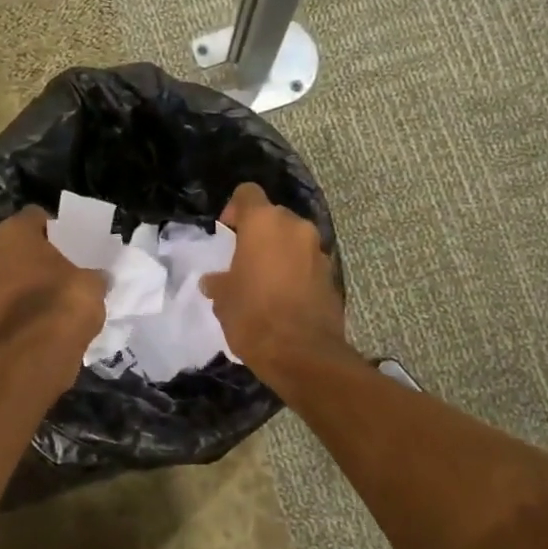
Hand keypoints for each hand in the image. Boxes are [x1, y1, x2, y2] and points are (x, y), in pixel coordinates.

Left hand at [0, 208, 105, 362]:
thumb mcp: (93, 283)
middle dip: (39, 257)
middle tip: (67, 267)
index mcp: (13, 234)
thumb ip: (94, 275)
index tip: (73, 241)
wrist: (34, 355)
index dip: (55, 226)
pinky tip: (51, 318)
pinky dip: (27, 309)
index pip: (34, 216)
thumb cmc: (63, 302)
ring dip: (31, 284)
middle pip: (19, 248)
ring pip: (12, 277)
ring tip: (61, 295)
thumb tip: (98, 278)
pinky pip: (12, 305)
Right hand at [201, 183, 347, 383]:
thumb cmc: (253, 317)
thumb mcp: (224, 300)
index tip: (227, 231)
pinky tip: (283, 298)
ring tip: (264, 282)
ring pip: (293, 241)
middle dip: (259, 233)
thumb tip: (215, 281)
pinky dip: (296, 272)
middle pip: (274, 217)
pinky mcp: (332, 275)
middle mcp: (296, 228)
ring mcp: (318, 251)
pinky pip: (307, 264)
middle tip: (243, 260)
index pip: (248, 194)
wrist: (302, 354)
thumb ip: (219, 282)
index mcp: (264, 223)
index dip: (235, 209)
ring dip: (279, 253)